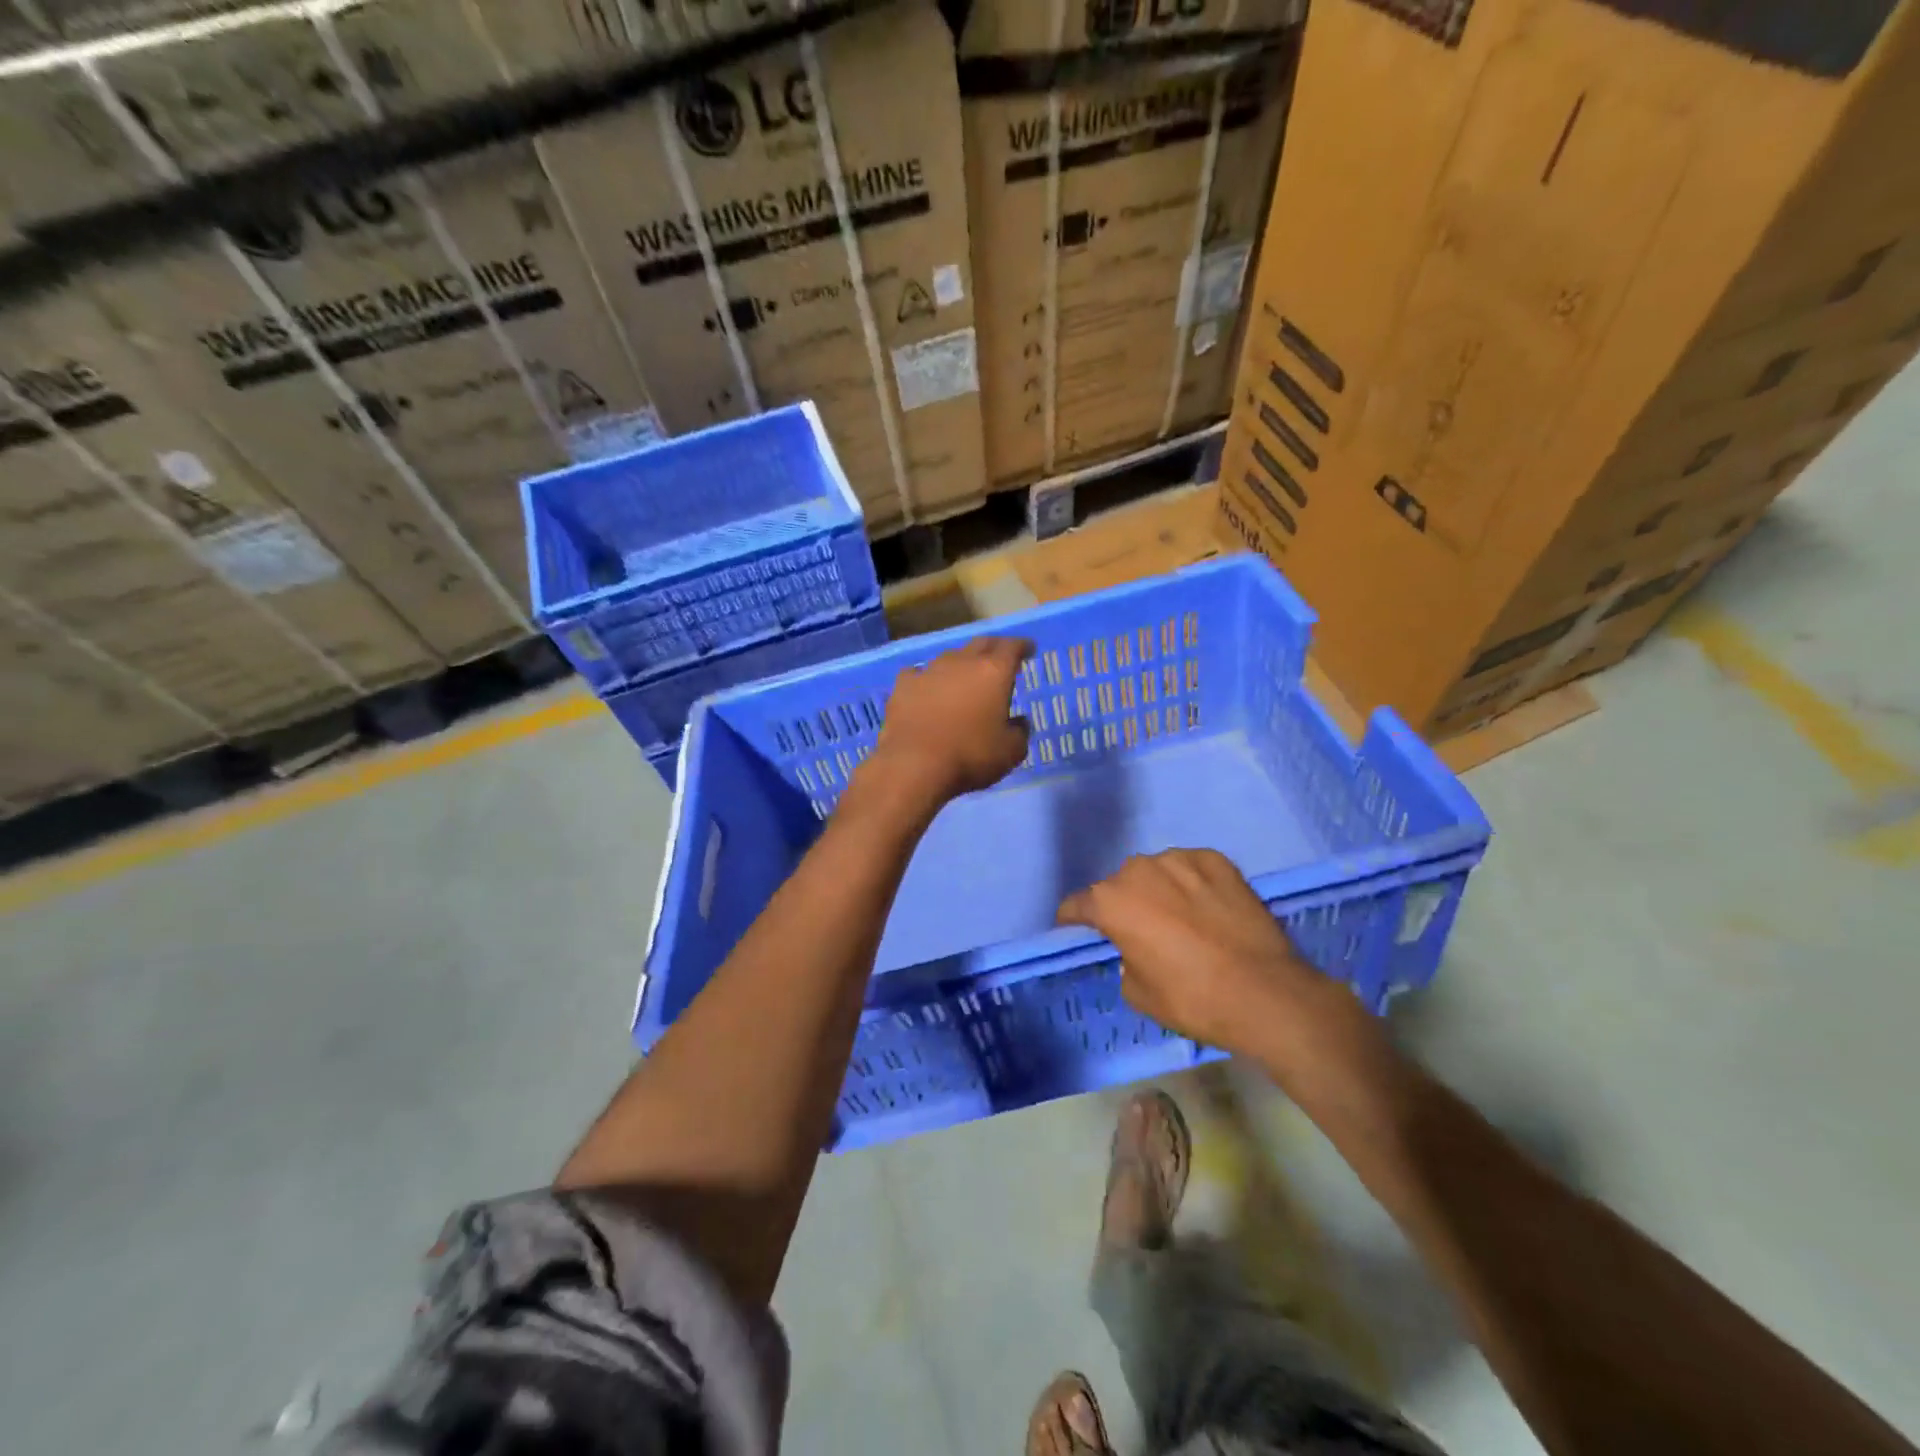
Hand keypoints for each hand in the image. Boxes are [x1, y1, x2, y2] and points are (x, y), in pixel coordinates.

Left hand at [859, 637, 1031, 808]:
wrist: (913, 764)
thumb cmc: (970, 756)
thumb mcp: (1010, 752)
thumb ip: (1020, 732)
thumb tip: (1018, 722)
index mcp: (993, 672)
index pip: (1012, 647)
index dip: (1022, 646)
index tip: (1028, 649)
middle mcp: (962, 662)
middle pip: (981, 644)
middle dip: (994, 648)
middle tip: (1000, 658)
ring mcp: (929, 670)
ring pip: (950, 657)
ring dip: (960, 664)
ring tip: (963, 678)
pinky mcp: (903, 685)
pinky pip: (919, 674)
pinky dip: (928, 680)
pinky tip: (926, 690)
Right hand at [1058, 849, 1367, 1063]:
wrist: (1265, 993)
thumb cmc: (1191, 998)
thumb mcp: (1138, 992)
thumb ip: (1124, 958)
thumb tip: (1135, 947)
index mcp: (1111, 901)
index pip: (1076, 905)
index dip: (1074, 921)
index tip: (1078, 931)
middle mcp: (1139, 869)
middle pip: (1119, 885)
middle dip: (1123, 904)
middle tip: (1141, 931)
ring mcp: (1180, 859)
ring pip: (1156, 872)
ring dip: (1158, 890)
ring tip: (1180, 917)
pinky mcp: (1218, 860)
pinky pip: (1192, 868)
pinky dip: (1192, 883)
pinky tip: (1208, 907)